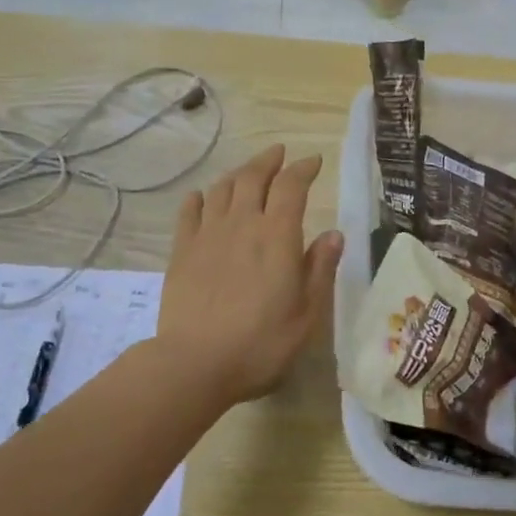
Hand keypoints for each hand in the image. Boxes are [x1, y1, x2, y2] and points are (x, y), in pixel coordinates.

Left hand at [158, 144, 343, 407]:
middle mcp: (242, 224)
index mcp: (277, 236)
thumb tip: (334, 234)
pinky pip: (189, 211)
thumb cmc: (261, 343)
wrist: (195, 362)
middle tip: (279, 153)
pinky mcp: (181, 250)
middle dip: (269, 160)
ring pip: (222, 188)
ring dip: (238, 174)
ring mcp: (207, 234)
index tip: (313, 162)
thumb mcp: (307, 314)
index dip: (303, 169)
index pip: (291, 186)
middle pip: (253, 176)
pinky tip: (202, 197)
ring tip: (248, 172)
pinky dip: (199, 198)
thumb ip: (320, 269)